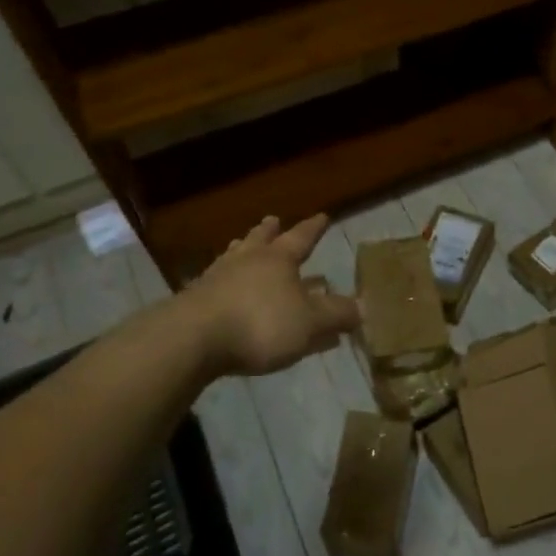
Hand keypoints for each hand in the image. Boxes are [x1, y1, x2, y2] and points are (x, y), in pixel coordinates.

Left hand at [183, 214, 360, 376]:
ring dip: (242, 249)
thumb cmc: (260, 324)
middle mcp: (247, 261)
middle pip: (260, 240)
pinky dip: (223, 280)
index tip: (322, 216)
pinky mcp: (193, 301)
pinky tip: (219, 286)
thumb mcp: (310, 322)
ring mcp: (216, 279)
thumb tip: (363, 307)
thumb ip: (337, 315)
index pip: (301, 238)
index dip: (313, 229)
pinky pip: (215, 282)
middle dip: (270, 231)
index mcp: (278, 260)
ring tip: (241, 243)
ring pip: (233, 256)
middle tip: (273, 220)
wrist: (192, 339)